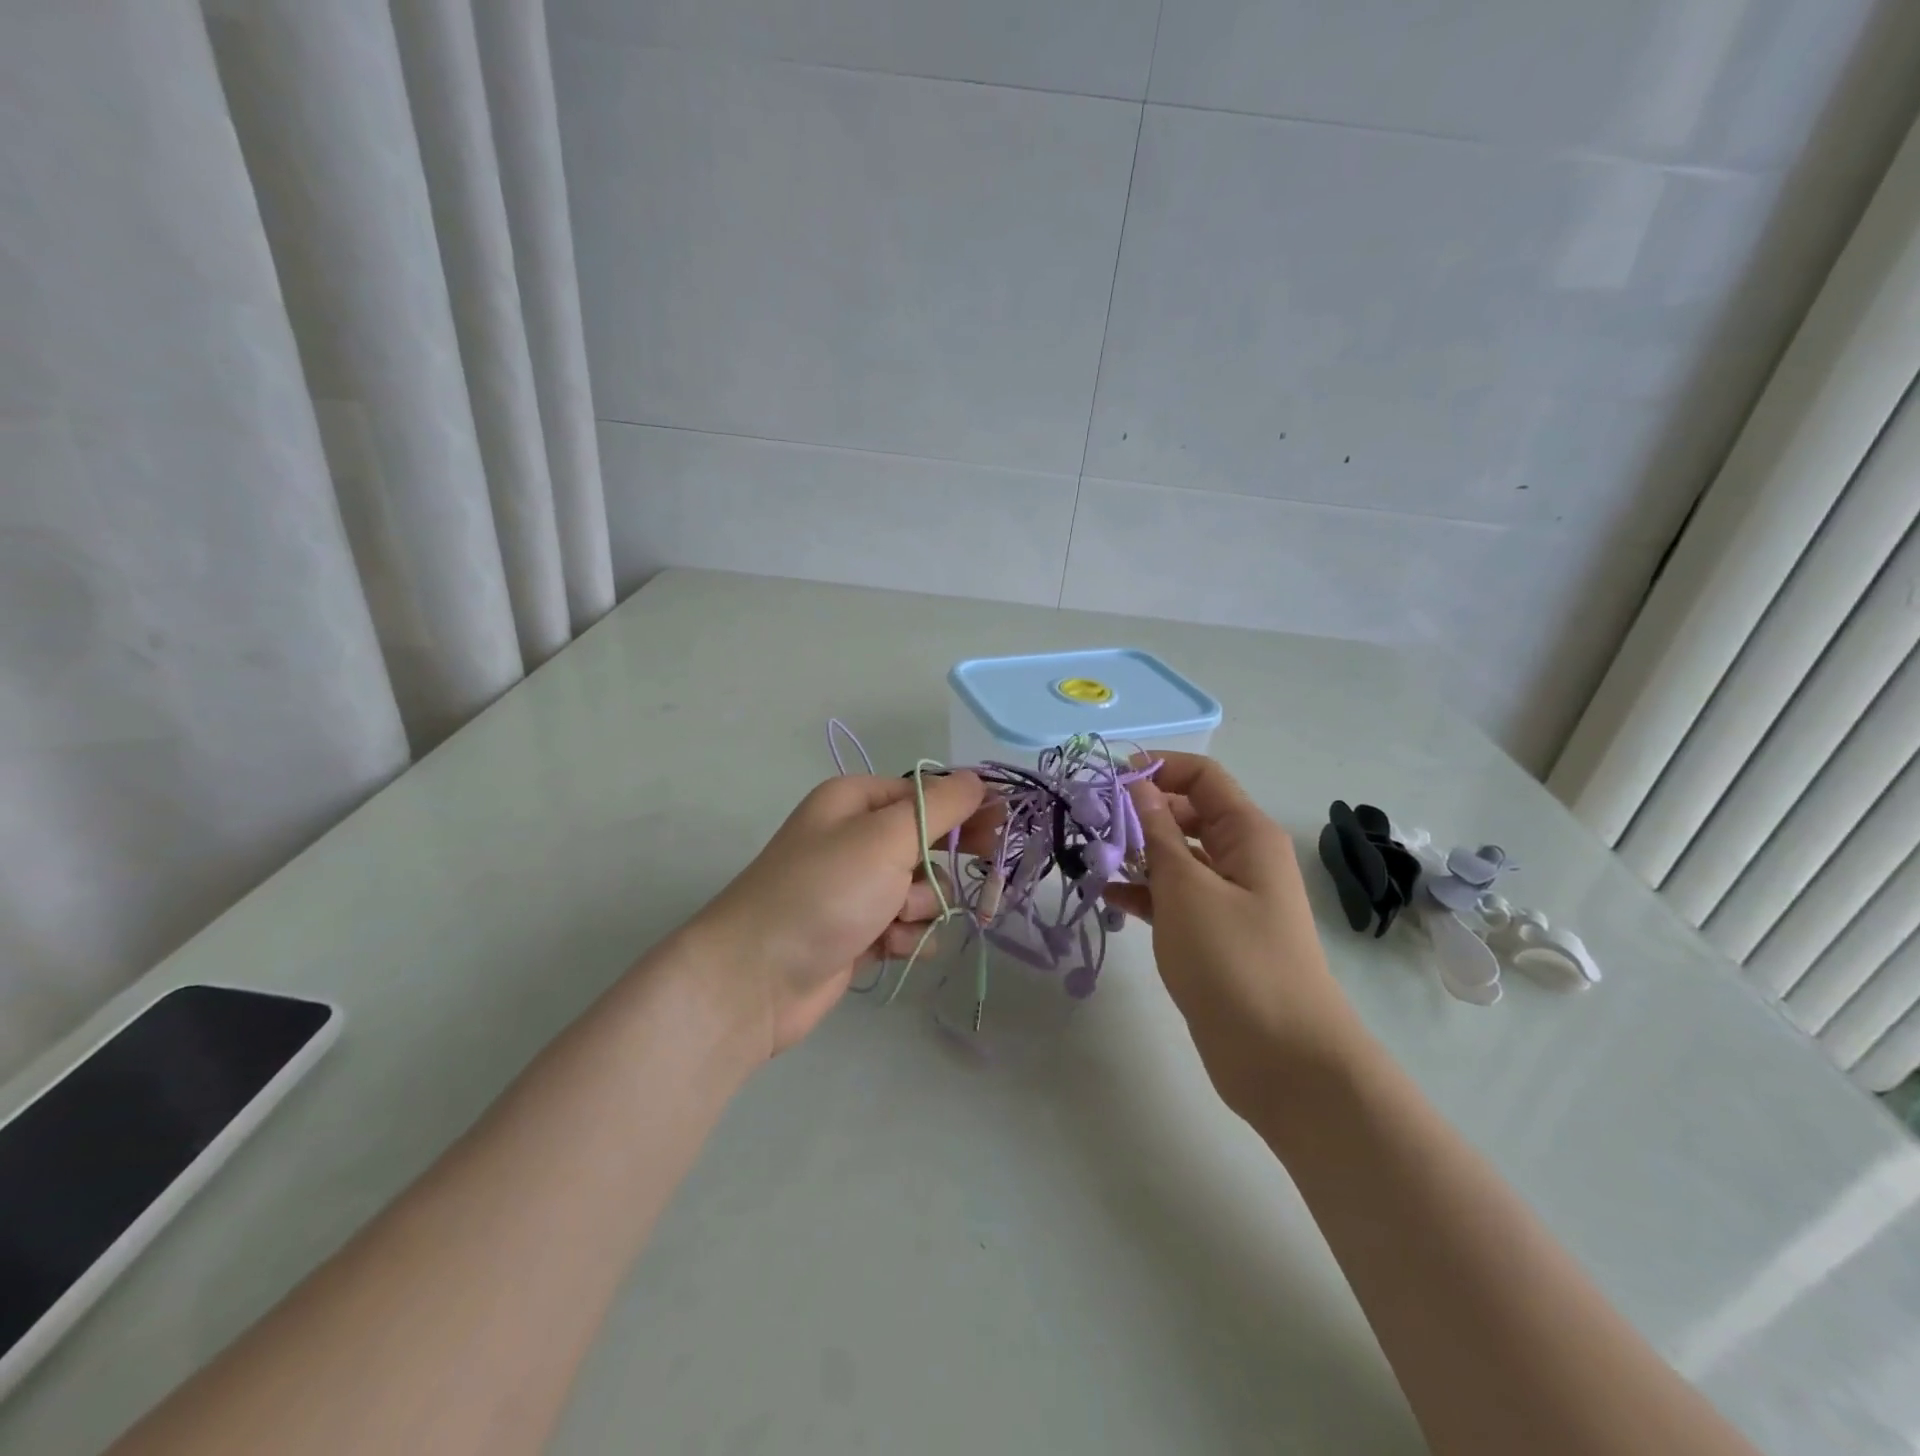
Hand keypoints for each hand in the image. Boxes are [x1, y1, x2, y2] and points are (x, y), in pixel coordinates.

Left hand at [685, 771, 987, 1060]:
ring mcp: (858, 887)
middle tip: (984, 875)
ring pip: (924, 889)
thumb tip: (978, 780)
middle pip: (929, 840)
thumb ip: (939, 806)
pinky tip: (885, 947)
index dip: (968, 808)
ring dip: (921, 907)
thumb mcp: (886, 837)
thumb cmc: (824, 892)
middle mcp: (857, 838)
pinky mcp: (860, 930)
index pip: (929, 792)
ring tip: (894, 920)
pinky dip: (905, 936)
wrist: (756, 979)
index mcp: (857, 801)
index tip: (1003, 828)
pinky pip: (907, 925)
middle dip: (946, 863)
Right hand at [1102, 753, 1363, 1116]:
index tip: (1108, 781)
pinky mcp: (1213, 933)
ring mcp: (1228, 897)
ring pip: (1176, 857)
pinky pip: (1173, 897)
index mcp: (1246, 834)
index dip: (1157, 768)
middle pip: (1186, 813)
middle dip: (1139, 812)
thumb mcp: (1187, 889)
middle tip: (1090, 823)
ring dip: (1136, 854)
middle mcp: (1241, 857)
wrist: (1282, 1059)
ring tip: (1089, 859)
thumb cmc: (1235, 960)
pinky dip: (1143, 892)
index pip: (1202, 777)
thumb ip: (1157, 834)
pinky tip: (1107, 897)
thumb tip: (1136, 786)